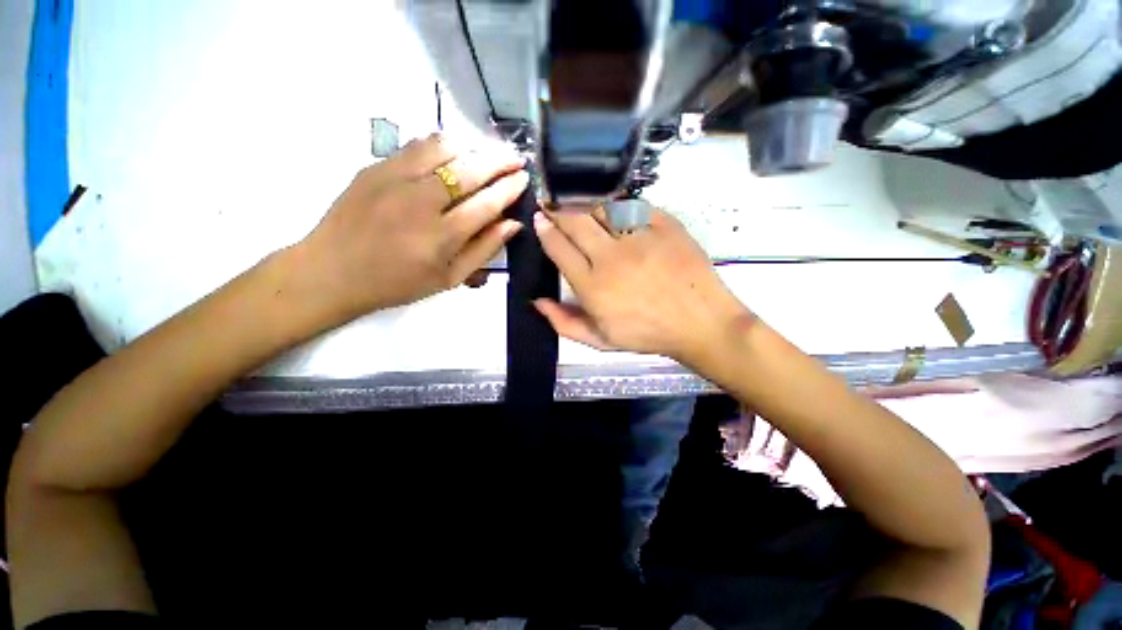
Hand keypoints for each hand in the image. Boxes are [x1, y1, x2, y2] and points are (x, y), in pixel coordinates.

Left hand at [296, 133, 527, 323]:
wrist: (332, 271)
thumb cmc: (398, 283)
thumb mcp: (449, 279)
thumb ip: (483, 250)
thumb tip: (512, 224)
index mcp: (440, 238)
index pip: (486, 204)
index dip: (509, 189)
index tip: (524, 178)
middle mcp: (419, 204)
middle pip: (469, 171)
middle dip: (499, 161)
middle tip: (516, 157)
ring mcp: (393, 180)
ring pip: (443, 148)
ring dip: (472, 148)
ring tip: (485, 154)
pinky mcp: (374, 167)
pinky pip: (416, 145)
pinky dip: (441, 145)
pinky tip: (452, 153)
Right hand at [533, 207, 750, 364]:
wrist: (699, 322)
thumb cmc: (647, 334)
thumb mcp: (600, 340)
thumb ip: (564, 322)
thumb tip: (537, 302)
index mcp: (592, 285)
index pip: (559, 248)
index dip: (545, 230)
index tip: (540, 219)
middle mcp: (610, 257)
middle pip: (575, 221)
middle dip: (558, 210)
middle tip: (552, 205)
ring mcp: (639, 237)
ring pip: (601, 208)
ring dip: (586, 205)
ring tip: (581, 208)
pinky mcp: (664, 225)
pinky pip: (633, 206)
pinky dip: (619, 207)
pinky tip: (616, 212)